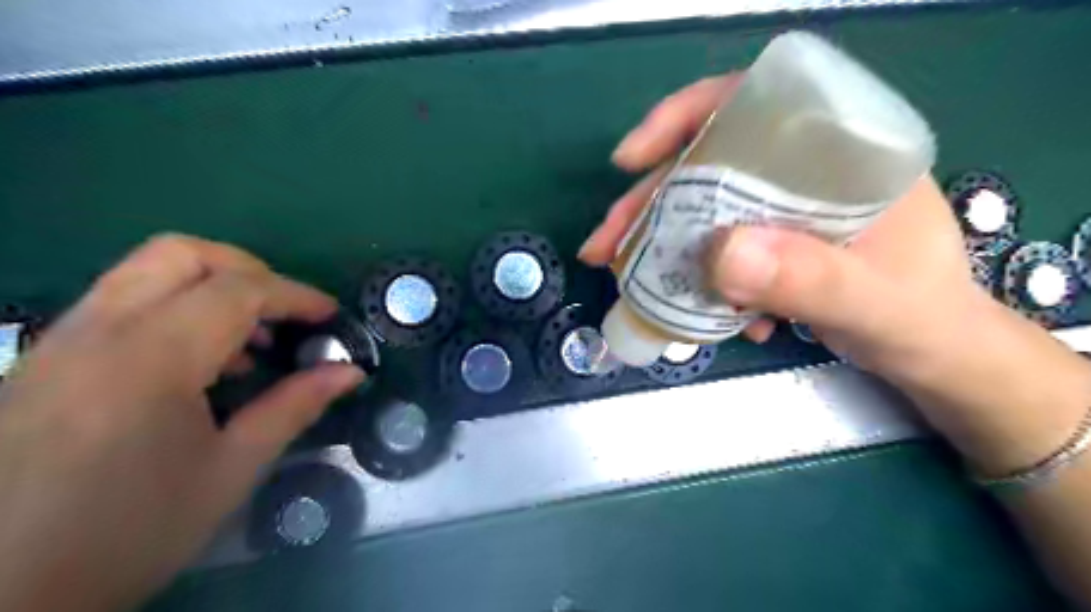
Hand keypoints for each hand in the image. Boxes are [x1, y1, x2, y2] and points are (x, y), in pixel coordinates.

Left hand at [1, 232, 364, 611]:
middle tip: (284, 311)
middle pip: (180, 253)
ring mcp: (59, 342)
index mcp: (148, 360)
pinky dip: (175, 307)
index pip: (237, 290)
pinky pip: (120, 301)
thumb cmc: (133, 532)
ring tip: (247, 340)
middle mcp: (95, 333)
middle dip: (248, 270)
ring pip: (144, 270)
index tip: (329, 315)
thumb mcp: (232, 469)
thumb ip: (296, 406)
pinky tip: (197, 361)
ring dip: (211, 287)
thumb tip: (351, 371)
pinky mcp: (43, 359)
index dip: (295, 294)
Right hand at [579, 75, 981, 384]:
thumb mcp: (876, 303)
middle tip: (603, 244)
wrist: (933, 355)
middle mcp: (804, 170)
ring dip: (659, 244)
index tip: (632, 158)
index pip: (754, 102)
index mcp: (843, 150)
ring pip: (702, 210)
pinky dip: (694, 276)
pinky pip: (714, 248)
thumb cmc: (924, 320)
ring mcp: (782, 209)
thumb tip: (720, 253)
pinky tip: (699, 311)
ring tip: (625, 279)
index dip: (685, 117)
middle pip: (708, 164)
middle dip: (649, 202)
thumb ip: (812, 279)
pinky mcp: (770, 245)